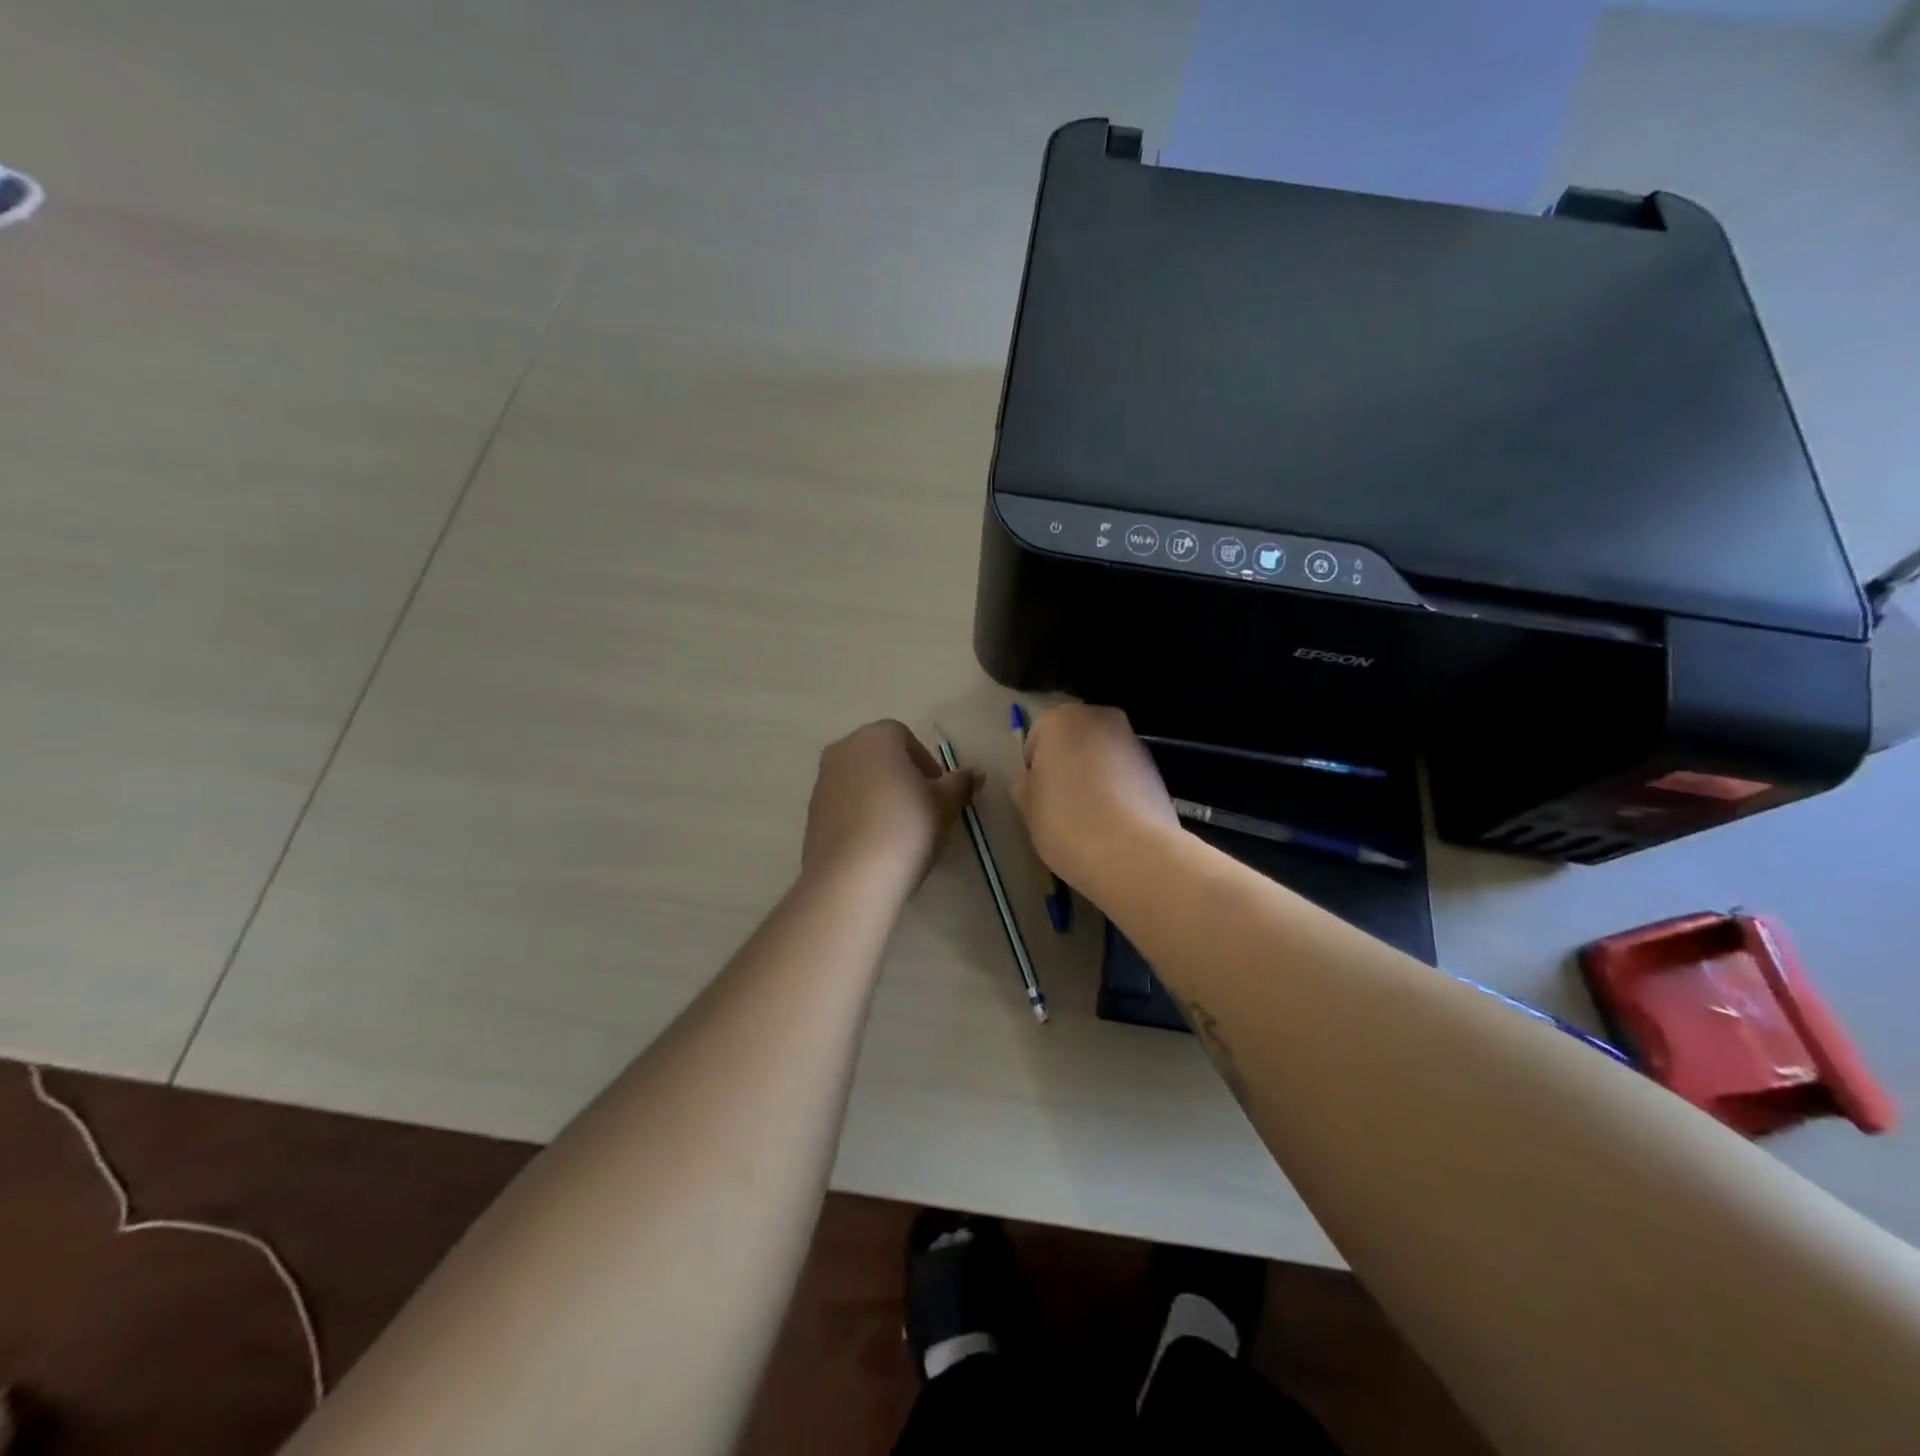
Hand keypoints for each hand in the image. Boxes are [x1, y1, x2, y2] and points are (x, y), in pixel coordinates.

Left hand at [801, 721, 980, 895]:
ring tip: (900, 831)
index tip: (939, 793)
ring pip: (860, 780)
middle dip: (903, 777)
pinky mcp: (811, 814)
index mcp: (876, 737)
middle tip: (924, 809)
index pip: (905, 737)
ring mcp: (822, 781)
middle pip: (880, 756)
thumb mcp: (946, 804)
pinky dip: (861, 815)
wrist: (851, 877)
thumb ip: (961, 783)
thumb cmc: (907, 827)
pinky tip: (877, 844)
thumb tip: (975, 774)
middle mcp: (843, 750)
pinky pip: (845, 805)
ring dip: (881, 796)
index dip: (926, 763)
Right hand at [1009, 704, 1178, 895]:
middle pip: (1074, 741)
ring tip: (1090, 817)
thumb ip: (1024, 787)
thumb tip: (1028, 782)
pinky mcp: (1157, 768)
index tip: (1038, 798)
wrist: (1134, 853)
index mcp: (1061, 719)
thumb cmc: (1067, 822)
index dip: (1034, 770)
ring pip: (1102, 756)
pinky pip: (1125, 774)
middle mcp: (1100, 719)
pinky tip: (1114, 822)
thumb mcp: (1028, 809)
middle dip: (1067, 766)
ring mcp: (1133, 741)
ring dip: (1094, 777)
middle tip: (1061, 805)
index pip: (1037, 739)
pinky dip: (1118, 790)